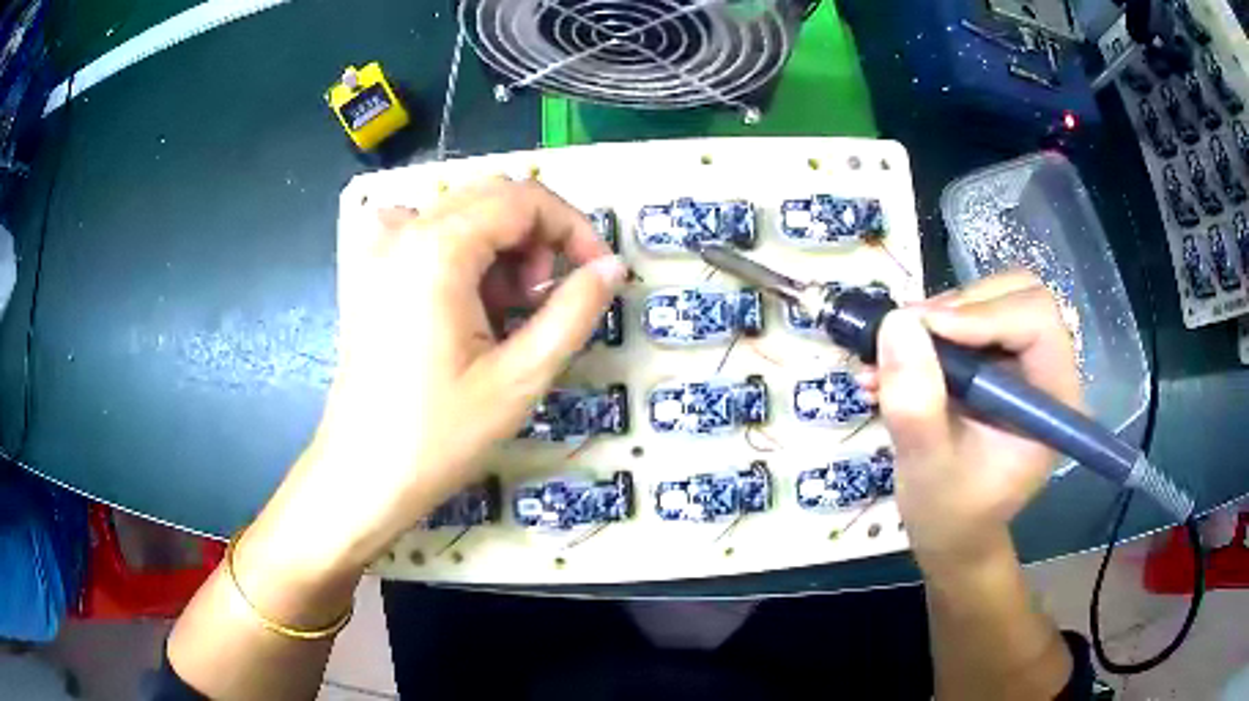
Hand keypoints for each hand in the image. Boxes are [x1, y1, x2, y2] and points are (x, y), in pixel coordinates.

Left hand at [256, 177, 626, 573]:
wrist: (362, 476)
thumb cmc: (438, 435)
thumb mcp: (519, 378)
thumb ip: (573, 312)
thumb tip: (612, 267)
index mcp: (437, 247)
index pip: (524, 198)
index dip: (573, 228)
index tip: (596, 274)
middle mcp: (403, 230)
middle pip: (492, 195)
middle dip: (537, 236)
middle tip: (546, 298)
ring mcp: (379, 249)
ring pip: (462, 211)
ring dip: (501, 245)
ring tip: (508, 310)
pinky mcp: (371, 272)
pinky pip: (427, 233)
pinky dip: (463, 251)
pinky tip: (465, 301)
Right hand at [859, 272, 1081, 569]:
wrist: (952, 533)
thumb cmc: (950, 515)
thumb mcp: (927, 469)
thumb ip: (915, 406)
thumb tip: (897, 323)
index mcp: (1055, 400)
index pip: (1037, 320)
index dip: (982, 313)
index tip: (922, 329)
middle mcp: (1048, 371)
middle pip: (1018, 295)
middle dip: (960, 307)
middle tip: (909, 335)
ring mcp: (1024, 364)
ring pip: (991, 299)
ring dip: (939, 318)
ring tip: (891, 356)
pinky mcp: (999, 362)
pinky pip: (970, 320)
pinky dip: (930, 331)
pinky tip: (894, 365)